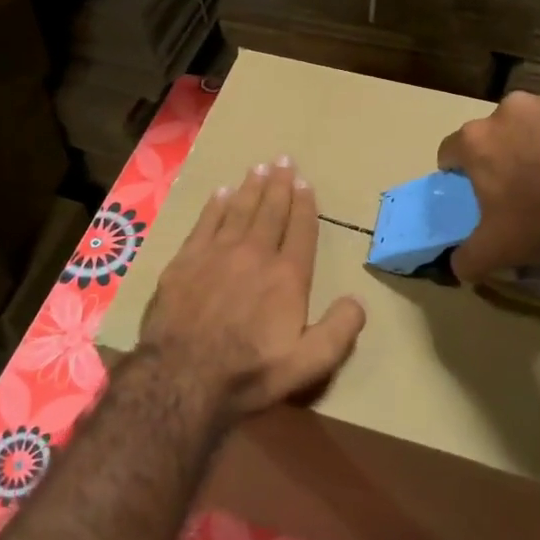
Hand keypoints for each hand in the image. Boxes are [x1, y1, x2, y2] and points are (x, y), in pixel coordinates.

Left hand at [136, 156, 366, 420]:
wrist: (181, 379)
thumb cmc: (249, 374)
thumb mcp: (308, 365)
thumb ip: (339, 331)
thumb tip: (358, 299)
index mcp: (287, 277)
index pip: (300, 231)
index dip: (304, 205)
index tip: (305, 183)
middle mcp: (254, 255)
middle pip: (270, 212)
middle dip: (279, 185)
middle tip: (284, 160)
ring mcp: (216, 255)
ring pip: (238, 211)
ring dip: (250, 188)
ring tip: (258, 168)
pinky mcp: (185, 262)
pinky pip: (204, 223)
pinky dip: (215, 206)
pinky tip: (220, 193)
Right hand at [437, 86, 539, 283]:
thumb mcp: (496, 252)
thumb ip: (466, 258)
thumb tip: (458, 265)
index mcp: (478, 140)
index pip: (451, 149)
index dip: (461, 171)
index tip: (477, 189)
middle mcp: (512, 108)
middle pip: (501, 130)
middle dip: (510, 151)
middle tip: (529, 185)